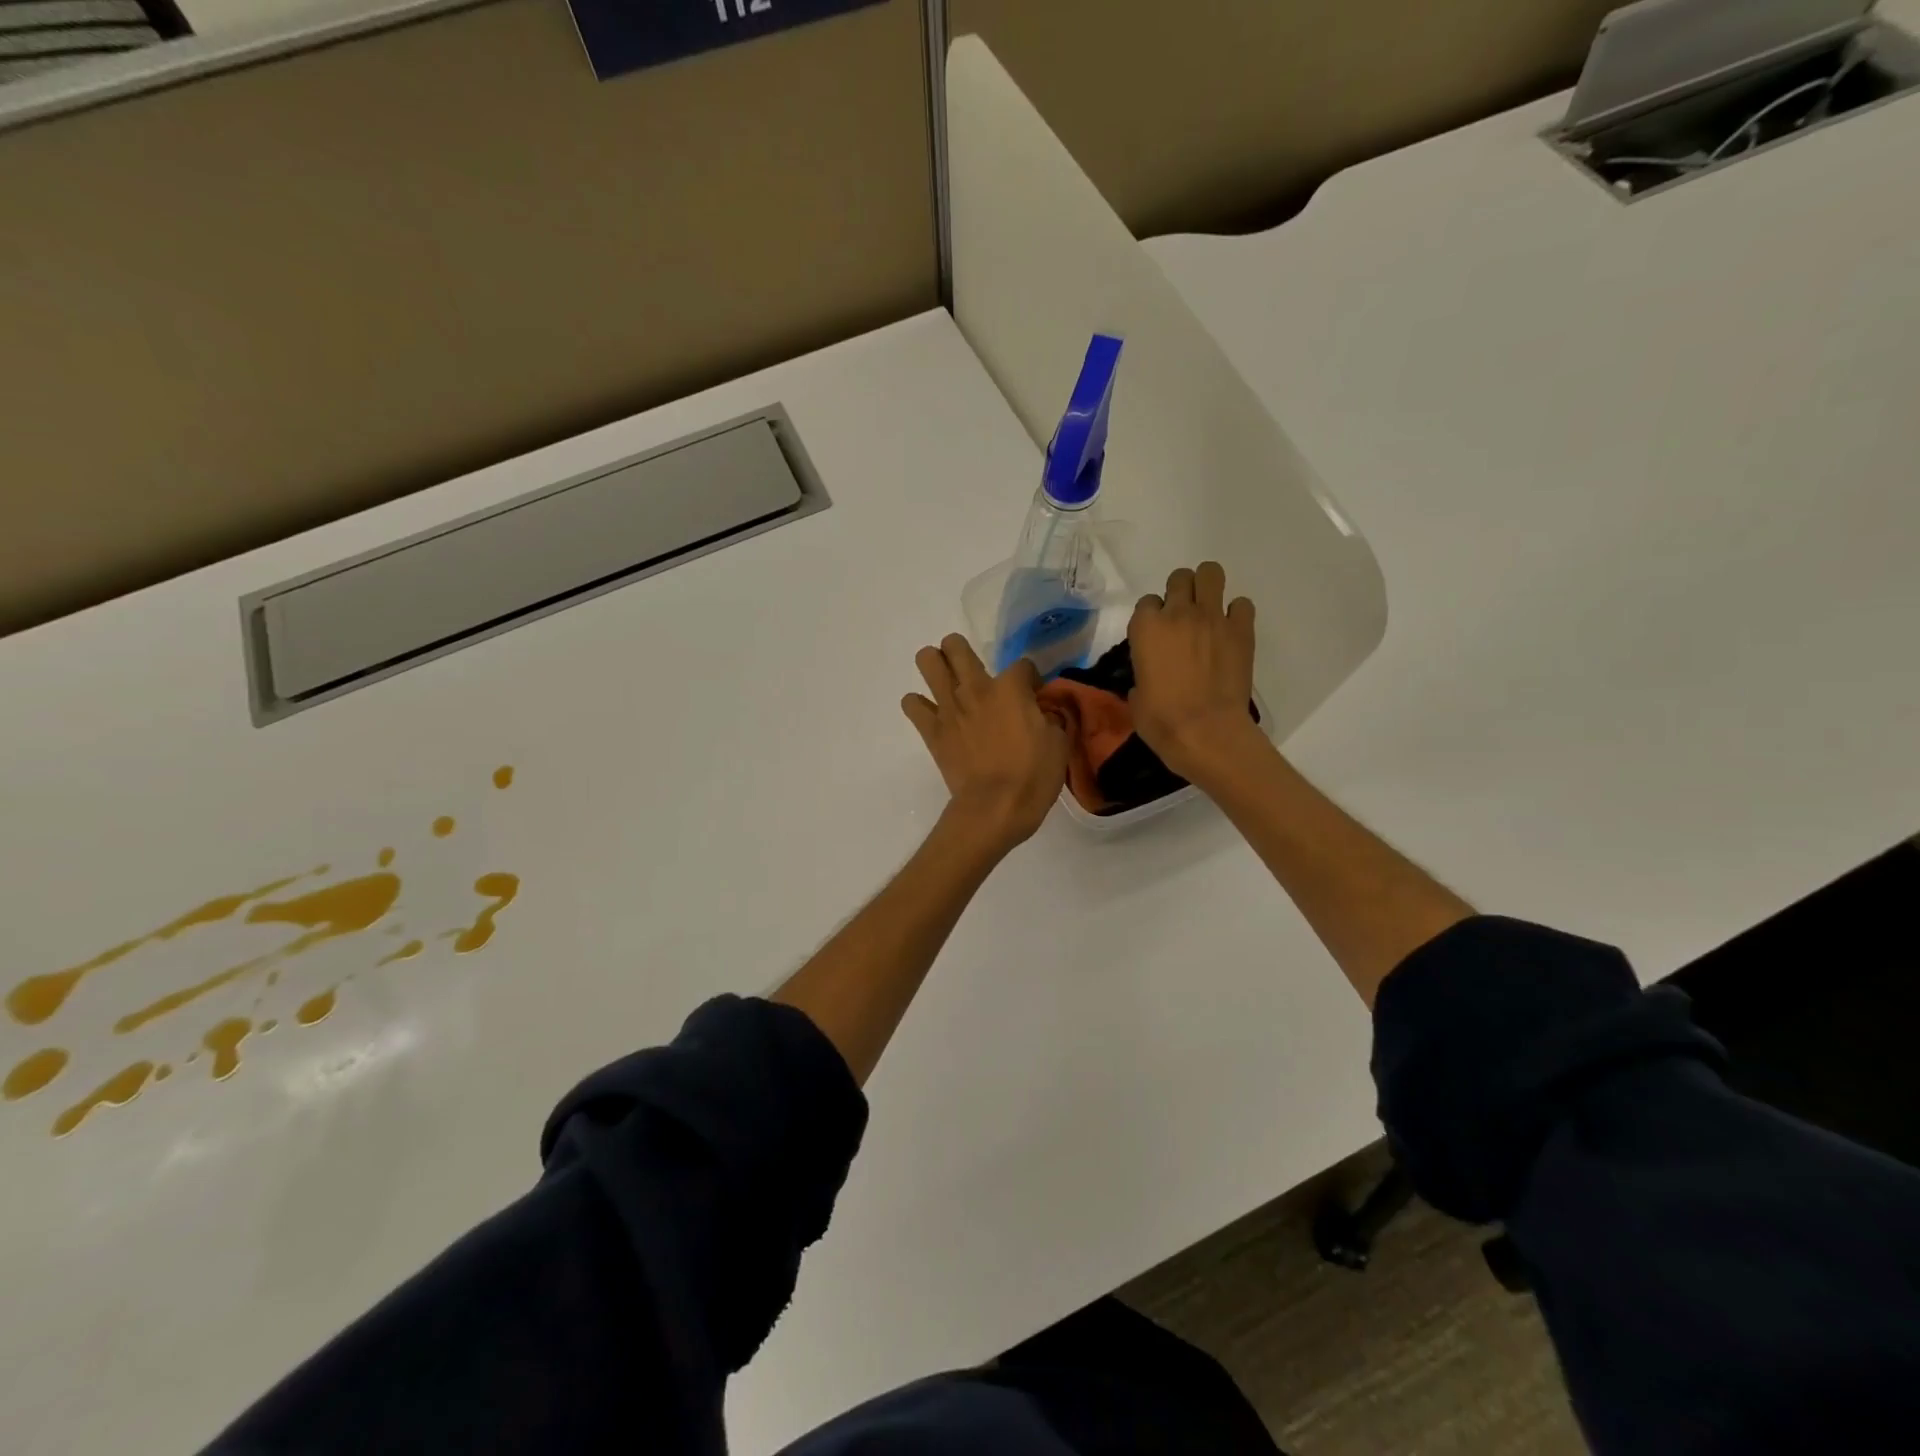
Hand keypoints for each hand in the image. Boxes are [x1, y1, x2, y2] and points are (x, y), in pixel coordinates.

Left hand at [903, 635, 1067, 852]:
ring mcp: (948, 707)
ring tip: (947, 681)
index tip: (1033, 693)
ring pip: (927, 661)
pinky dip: (919, 705)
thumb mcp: (1058, 742)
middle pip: (956, 645)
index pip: (1022, 664)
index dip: (1030, 677)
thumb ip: (1049, 717)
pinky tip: (932, 714)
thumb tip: (1042, 711)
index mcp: (1010, 688)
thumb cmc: (1033, 776)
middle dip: (963, 651)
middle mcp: (974, 688)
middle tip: (974, 672)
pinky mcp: (931, 730)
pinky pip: (911, 704)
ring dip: (935, 665)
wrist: (995, 808)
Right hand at [1127, 562, 1261, 780]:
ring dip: (1208, 586)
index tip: (1157, 634)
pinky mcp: (1241, 630)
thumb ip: (1142, 674)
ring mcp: (1212, 618)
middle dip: (1181, 591)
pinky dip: (1237, 613)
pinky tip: (1231, 631)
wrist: (1205, 731)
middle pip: (1179, 578)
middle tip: (1184, 617)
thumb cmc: (1161, 720)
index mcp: (1146, 627)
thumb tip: (1150, 678)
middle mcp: (1178, 613)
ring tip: (1208, 609)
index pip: (1147, 602)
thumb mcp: (1136, 695)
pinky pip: (1242, 604)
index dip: (1153, 617)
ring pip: (1211, 573)